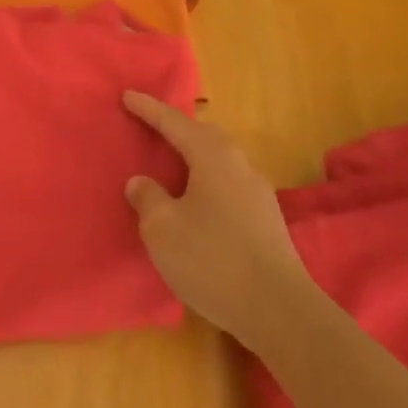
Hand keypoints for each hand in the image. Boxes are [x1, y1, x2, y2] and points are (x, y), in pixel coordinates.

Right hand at [122, 92, 308, 336]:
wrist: (280, 312)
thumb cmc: (213, 260)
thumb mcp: (163, 228)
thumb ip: (147, 198)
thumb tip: (142, 183)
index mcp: (213, 157)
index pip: (174, 123)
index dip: (149, 109)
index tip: (127, 96)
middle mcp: (239, 165)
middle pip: (205, 135)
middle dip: (177, 128)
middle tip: (152, 125)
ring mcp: (258, 193)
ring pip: (220, 160)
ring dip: (195, 155)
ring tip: (172, 163)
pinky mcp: (266, 220)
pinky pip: (228, 183)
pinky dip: (207, 179)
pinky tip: (196, 200)